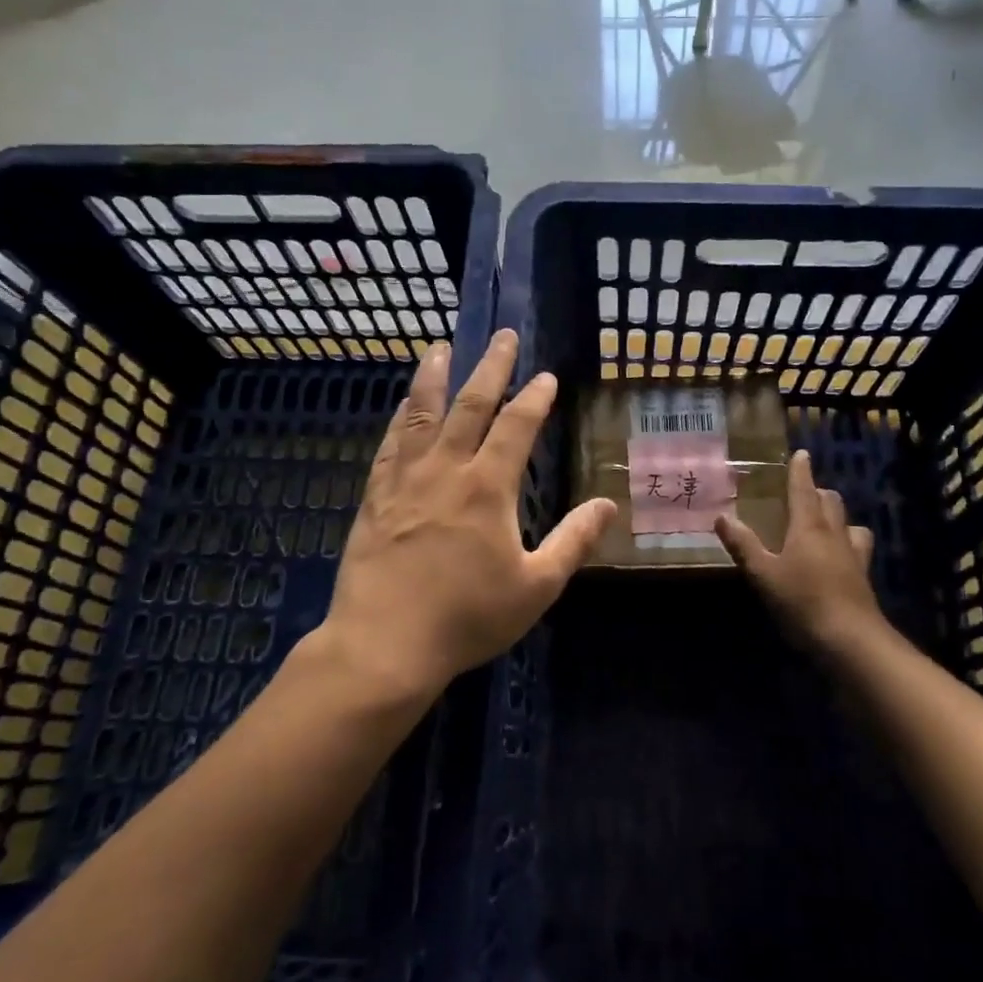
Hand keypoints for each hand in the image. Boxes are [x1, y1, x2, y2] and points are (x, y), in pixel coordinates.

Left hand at [318, 330, 616, 699]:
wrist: (384, 645)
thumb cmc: (467, 618)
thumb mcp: (536, 586)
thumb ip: (573, 542)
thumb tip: (607, 505)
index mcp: (487, 487)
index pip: (516, 427)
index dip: (534, 398)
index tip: (546, 376)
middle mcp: (445, 470)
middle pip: (470, 405)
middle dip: (490, 367)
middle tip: (501, 336)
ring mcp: (404, 480)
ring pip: (421, 414)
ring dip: (435, 377)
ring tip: (441, 348)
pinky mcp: (375, 497)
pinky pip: (389, 445)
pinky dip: (400, 419)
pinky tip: (402, 408)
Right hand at [715, 450, 885, 653]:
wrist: (850, 639)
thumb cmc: (802, 601)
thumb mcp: (763, 574)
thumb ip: (743, 545)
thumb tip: (722, 517)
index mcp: (809, 527)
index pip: (804, 489)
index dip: (800, 470)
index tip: (801, 453)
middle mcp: (834, 534)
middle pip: (831, 501)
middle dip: (817, 492)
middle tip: (802, 494)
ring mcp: (853, 555)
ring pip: (849, 523)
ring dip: (836, 517)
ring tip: (823, 525)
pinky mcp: (863, 577)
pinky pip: (858, 549)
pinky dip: (847, 544)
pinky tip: (838, 558)